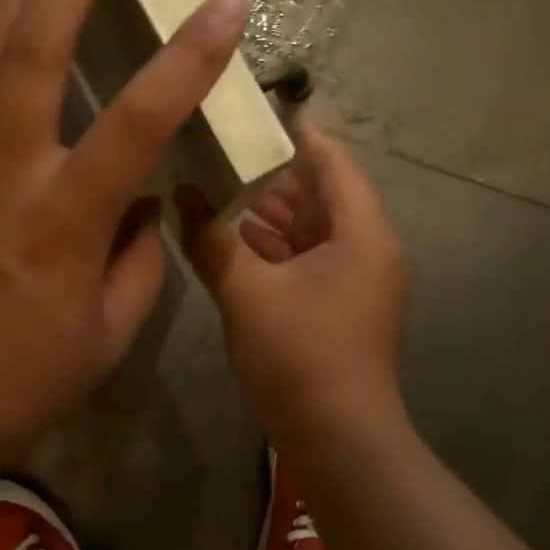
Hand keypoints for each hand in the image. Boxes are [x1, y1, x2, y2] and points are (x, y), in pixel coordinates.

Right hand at [176, 118, 408, 438]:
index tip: (257, 109)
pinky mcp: (342, 307)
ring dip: (271, 212)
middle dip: (274, 174)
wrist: (337, 440)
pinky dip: (277, 247)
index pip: (332, 163)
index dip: (297, 133)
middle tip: (224, 149)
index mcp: (360, 233)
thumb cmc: (299, 356)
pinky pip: (310, 259)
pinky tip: (234, 240)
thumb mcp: (246, 292)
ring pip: (313, 229)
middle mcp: (368, 248)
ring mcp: (357, 280)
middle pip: (323, 194)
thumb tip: (181, 195)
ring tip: (220, 188)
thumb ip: (210, 240)